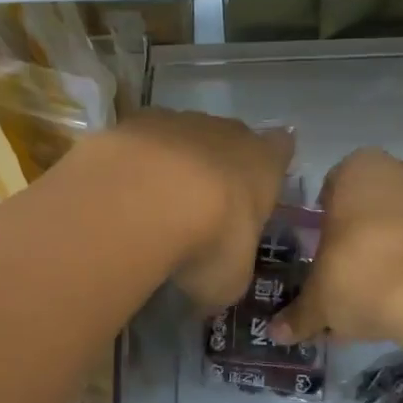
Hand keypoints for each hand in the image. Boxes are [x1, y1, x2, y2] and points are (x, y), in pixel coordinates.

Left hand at [108, 110, 294, 310]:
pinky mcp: (133, 122)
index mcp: (264, 163)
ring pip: (182, 138)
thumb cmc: (210, 241)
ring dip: (172, 165)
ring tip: (152, 204)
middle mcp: (227, 132)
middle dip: (218, 167)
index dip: (271, 163)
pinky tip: (121, 193)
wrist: (143, 201)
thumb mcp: (229, 279)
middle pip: (229, 141)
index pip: (281, 148)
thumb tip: (214, 282)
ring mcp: (178, 121)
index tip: (259, 183)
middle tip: (201, 208)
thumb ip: (229, 271)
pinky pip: (138, 144)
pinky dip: (133, 164)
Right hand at [272, 148, 402, 344]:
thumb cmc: (359, 274)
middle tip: (340, 272)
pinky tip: (397, 300)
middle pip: (365, 205)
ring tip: (369, 295)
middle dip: (355, 236)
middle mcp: (396, 171)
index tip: (318, 251)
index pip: (329, 189)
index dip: (322, 220)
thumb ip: (298, 314)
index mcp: (355, 169)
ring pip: (396, 224)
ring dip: (383, 251)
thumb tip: (277, 333)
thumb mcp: (319, 300)